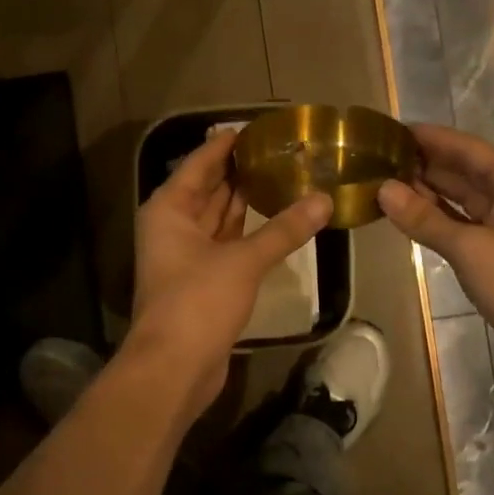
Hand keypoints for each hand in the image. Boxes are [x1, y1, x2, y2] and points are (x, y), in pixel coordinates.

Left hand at [130, 131, 332, 414]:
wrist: (174, 367)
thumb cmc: (198, 301)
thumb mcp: (243, 261)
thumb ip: (284, 230)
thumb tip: (324, 200)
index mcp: (169, 209)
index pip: (199, 164)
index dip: (224, 144)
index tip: (253, 127)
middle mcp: (173, 226)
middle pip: (208, 189)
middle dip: (239, 171)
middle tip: (278, 150)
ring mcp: (186, 256)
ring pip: (218, 218)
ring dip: (245, 201)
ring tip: (282, 176)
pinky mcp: (202, 281)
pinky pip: (226, 244)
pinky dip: (248, 232)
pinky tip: (276, 221)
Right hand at [377, 124, 493, 383]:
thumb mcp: (468, 248)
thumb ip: (424, 218)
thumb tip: (382, 189)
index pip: (463, 147)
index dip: (427, 137)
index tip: (388, 129)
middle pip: (460, 168)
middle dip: (421, 162)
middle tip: (374, 157)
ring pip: (458, 195)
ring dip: (424, 189)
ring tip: (380, 179)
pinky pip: (459, 219)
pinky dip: (435, 215)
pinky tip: (404, 212)